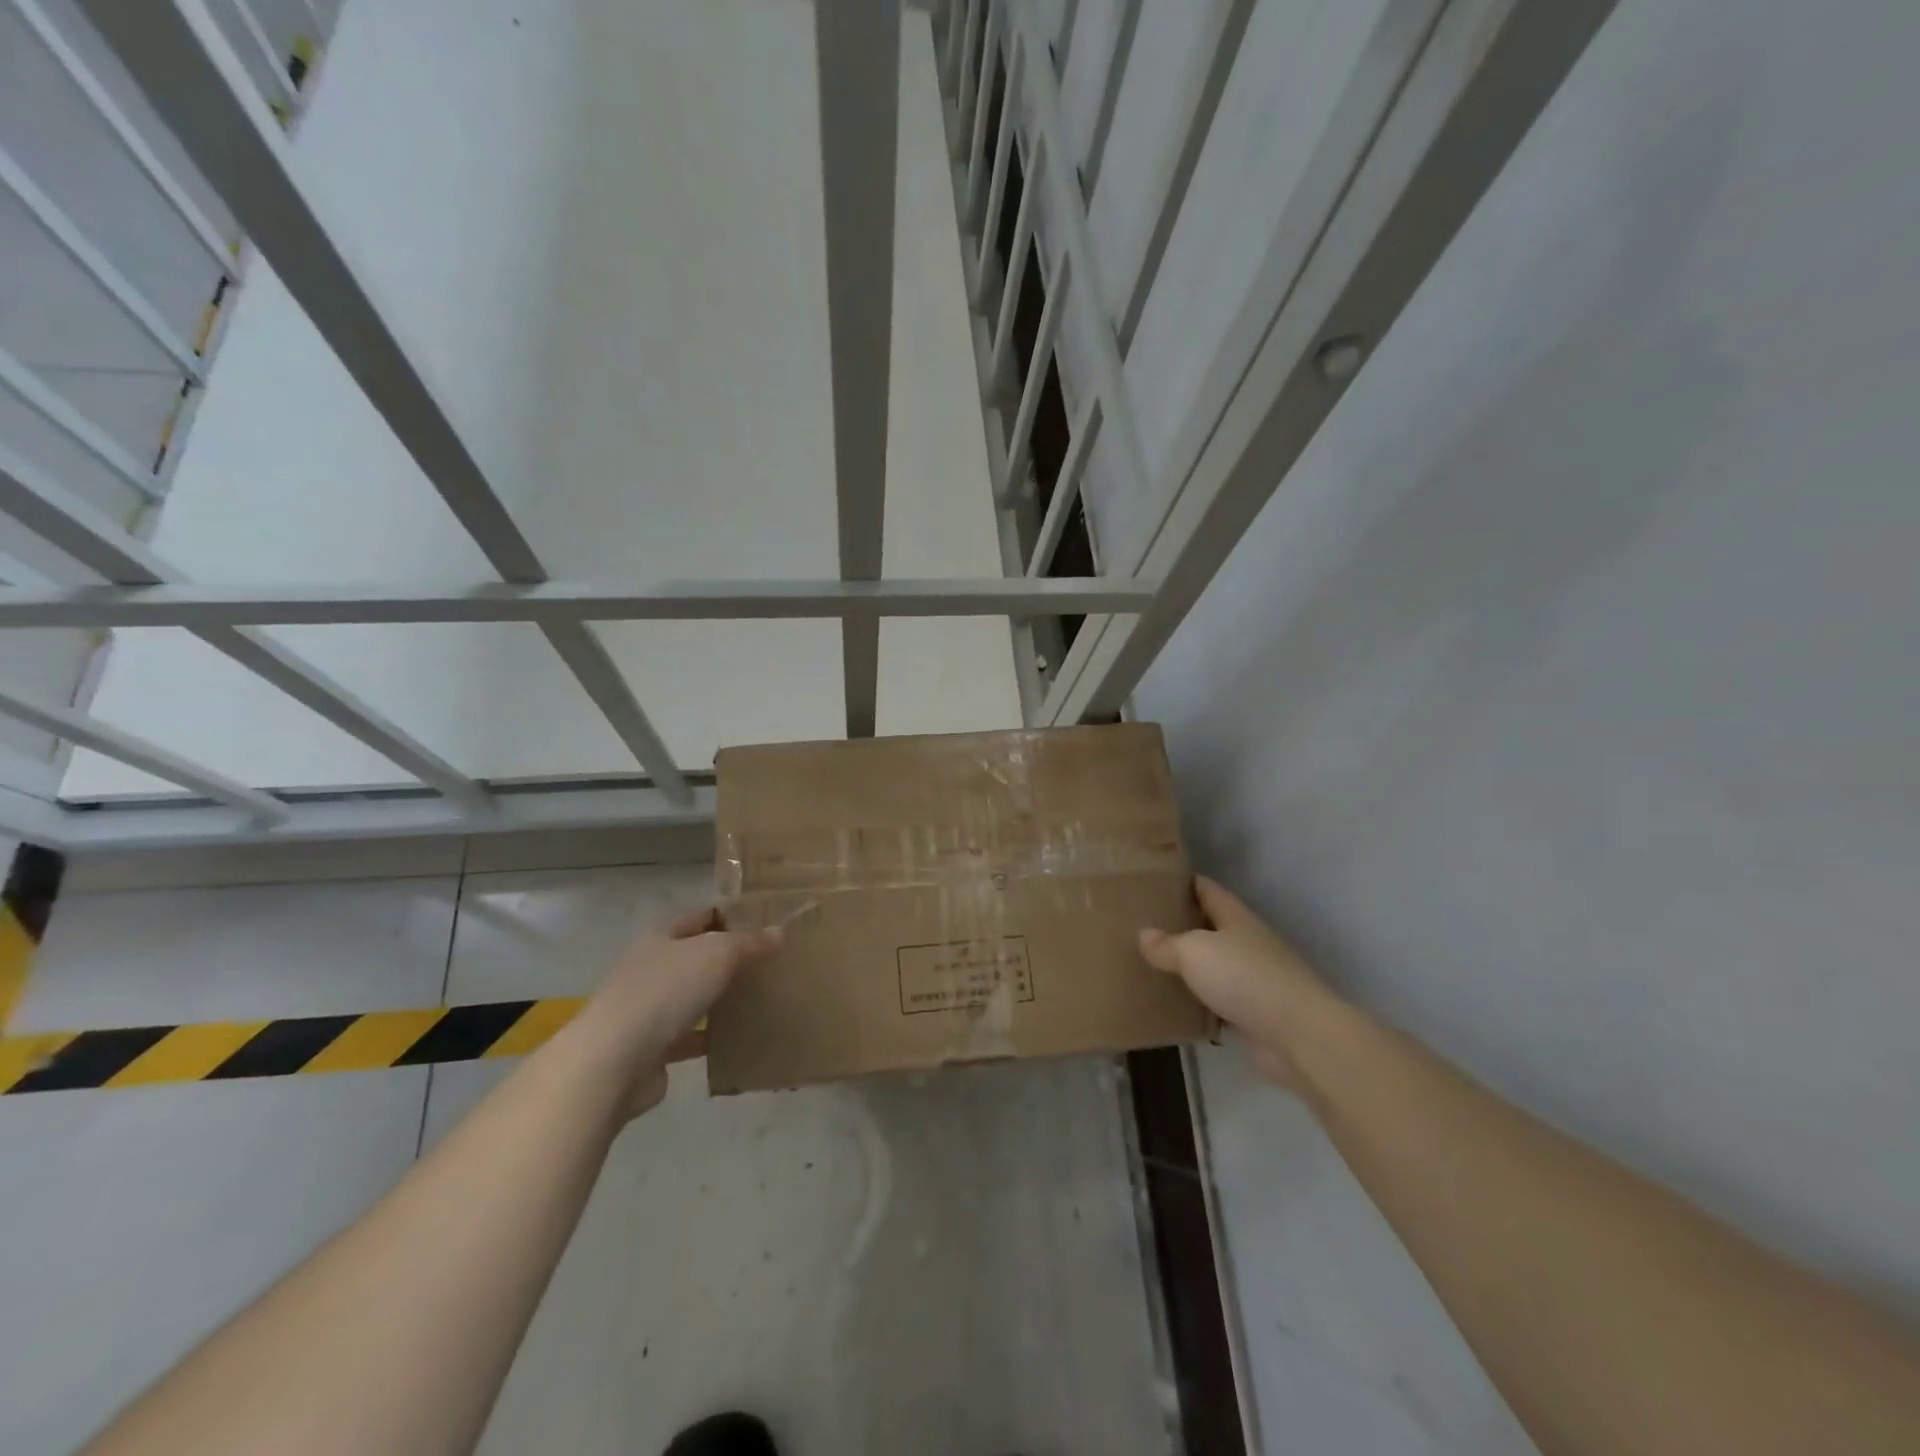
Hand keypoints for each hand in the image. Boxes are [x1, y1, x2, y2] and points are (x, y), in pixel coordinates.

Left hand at [571, 906, 781, 1118]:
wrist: (613, 1062)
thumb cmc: (665, 992)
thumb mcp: (717, 954)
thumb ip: (749, 943)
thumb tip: (779, 932)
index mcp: (660, 939)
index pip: (699, 917)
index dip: (729, 915)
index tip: (764, 921)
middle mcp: (649, 970)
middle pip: (695, 957)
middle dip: (728, 959)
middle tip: (769, 962)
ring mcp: (647, 1011)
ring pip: (691, 998)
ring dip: (718, 999)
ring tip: (759, 999)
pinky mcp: (650, 1050)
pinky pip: (688, 1038)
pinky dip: (709, 1038)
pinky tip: (738, 1040)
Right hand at [1139, 877, 1335, 1090]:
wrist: (1297, 1035)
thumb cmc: (1244, 977)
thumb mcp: (1194, 952)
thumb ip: (1167, 944)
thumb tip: (1144, 934)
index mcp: (1235, 918)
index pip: (1207, 889)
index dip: (1183, 882)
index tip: (1154, 882)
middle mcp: (1246, 943)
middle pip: (1209, 926)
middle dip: (1181, 924)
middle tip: (1141, 923)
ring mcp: (1252, 979)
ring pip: (1213, 965)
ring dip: (1189, 966)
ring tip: (1149, 963)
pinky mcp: (1252, 1014)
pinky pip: (1217, 1001)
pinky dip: (1198, 1001)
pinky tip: (1173, 1003)